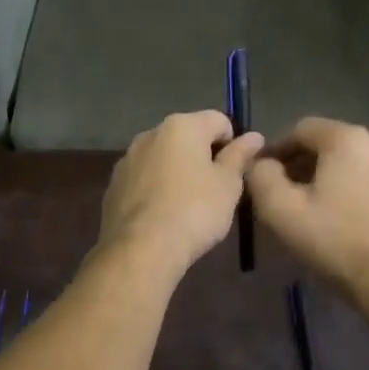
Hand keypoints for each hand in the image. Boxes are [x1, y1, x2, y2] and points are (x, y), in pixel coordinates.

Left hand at [99, 111, 264, 276]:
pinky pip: (144, 178)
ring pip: (163, 158)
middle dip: (203, 157)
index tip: (235, 172)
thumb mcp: (228, 185)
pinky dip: (156, 188)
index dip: (233, 143)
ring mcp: (128, 158)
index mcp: (182, 126)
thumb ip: (240, 156)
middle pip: (188, 137)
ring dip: (178, 172)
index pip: (219, 120)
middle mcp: (151, 133)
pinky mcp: (114, 184)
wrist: (142, 248)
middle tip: (215, 190)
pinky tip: (163, 216)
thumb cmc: (195, 211)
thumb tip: (254, 136)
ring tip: (188, 206)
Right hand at [247, 118, 368, 316]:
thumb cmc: (337, 243)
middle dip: (309, 164)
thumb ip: (262, 178)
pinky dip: (365, 193)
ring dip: (338, 178)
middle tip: (292, 195)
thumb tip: (261, 163)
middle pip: (333, 144)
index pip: (303, 130)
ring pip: (360, 164)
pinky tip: (357, 222)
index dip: (280, 150)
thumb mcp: (282, 212)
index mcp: (348, 139)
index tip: (268, 176)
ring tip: (325, 210)